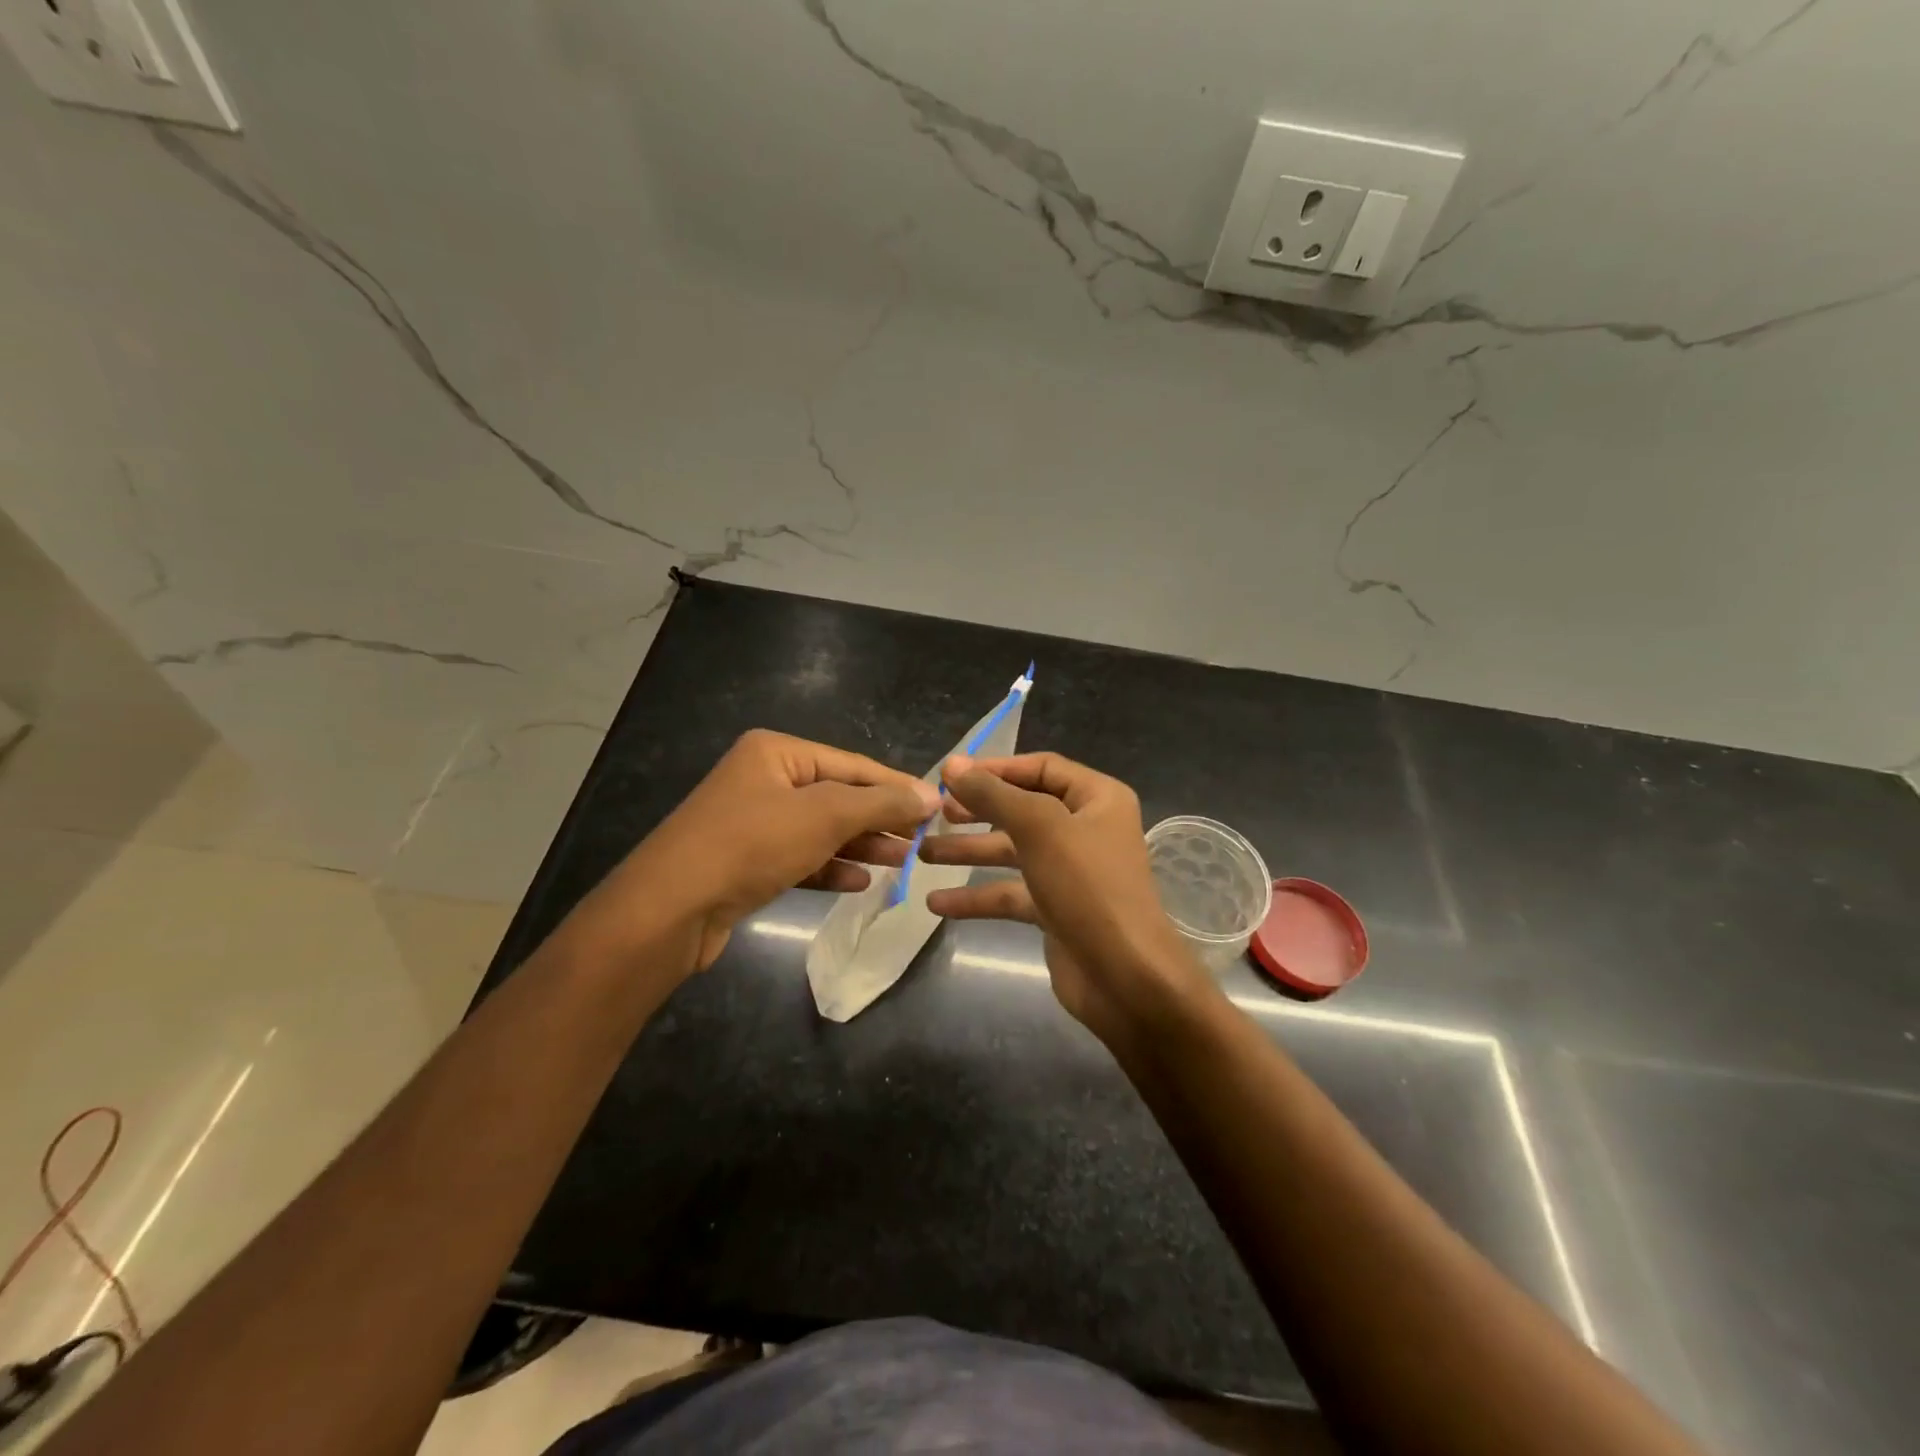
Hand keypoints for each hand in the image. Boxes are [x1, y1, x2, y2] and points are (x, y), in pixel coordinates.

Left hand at [582, 730, 939, 971]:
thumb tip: (932, 794)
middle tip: (921, 840)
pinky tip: (860, 881)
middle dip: (879, 819)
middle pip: (838, 796)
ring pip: (820, 830)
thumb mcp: (824, 816)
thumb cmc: (750, 845)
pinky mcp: (746, 863)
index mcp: (776, 753)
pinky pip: (800, 857)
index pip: (853, 765)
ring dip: (861, 845)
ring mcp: (752, 823)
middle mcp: (763, 780)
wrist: (669, 910)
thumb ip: (880, 803)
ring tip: (901, 862)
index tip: (937, 808)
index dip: (896, 787)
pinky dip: (830, 867)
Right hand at [920, 752, 1211, 1043]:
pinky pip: (1011, 893)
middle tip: (935, 814)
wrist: (1125, 977)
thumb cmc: (1088, 887)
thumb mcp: (1039, 828)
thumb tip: (952, 764)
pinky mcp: (1056, 908)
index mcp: (1097, 798)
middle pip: (1022, 809)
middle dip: (977, 811)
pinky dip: (977, 897)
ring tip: (921, 854)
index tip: (951, 776)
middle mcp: (1086, 828)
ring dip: (969, 852)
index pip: (1041, 768)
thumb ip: (993, 794)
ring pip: (1011, 851)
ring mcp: (1071, 871)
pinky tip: (937, 903)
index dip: (996, 769)